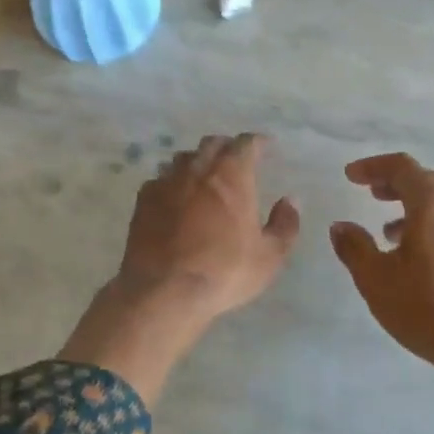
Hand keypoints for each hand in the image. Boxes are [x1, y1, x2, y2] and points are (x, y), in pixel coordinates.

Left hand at [116, 133, 300, 322]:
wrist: (163, 290)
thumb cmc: (224, 271)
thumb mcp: (269, 256)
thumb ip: (285, 224)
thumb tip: (290, 201)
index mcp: (231, 175)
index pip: (246, 143)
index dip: (257, 142)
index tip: (265, 146)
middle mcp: (198, 169)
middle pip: (212, 144)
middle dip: (227, 147)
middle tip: (235, 160)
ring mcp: (166, 181)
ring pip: (184, 158)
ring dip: (197, 162)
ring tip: (204, 177)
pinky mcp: (143, 199)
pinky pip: (160, 179)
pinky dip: (172, 183)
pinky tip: (175, 198)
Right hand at [330, 153, 433, 373]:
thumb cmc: (431, 307)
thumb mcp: (377, 280)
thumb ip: (355, 248)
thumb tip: (340, 226)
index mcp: (433, 203)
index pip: (401, 166)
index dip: (373, 166)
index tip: (350, 176)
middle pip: (425, 180)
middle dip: (394, 182)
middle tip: (371, 193)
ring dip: (412, 206)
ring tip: (387, 231)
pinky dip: (429, 225)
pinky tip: (415, 257)